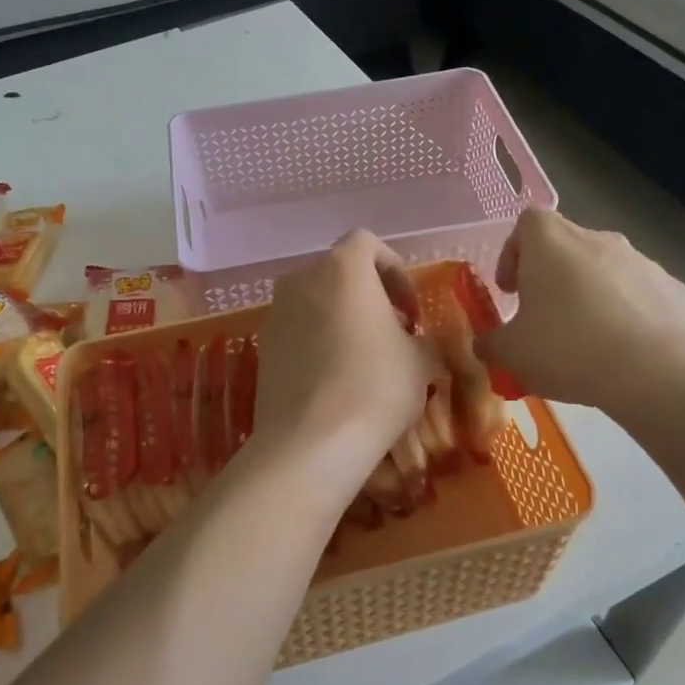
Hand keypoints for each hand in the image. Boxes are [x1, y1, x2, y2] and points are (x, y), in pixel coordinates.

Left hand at [253, 231, 436, 470]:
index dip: (394, 270)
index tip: (409, 310)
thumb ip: (422, 339)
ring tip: (365, 358)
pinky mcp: (262, 347)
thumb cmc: (376, 386)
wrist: (311, 441)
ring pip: (315, 302)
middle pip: (338, 272)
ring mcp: (275, 313)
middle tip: (392, 333)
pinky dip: (317, 341)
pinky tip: (336, 379)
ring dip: (342, 318)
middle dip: (368, 295)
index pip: (367, 243)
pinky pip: (297, 330)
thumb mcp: (421, 361)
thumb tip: (416, 342)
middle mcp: (301, 279)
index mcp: (342, 268)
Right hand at [477, 210, 684, 410]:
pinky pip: (644, 299)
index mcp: (552, 243)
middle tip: (545, 320)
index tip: (511, 290)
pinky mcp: (678, 291)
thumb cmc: (568, 349)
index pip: (527, 224)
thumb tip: (486, 343)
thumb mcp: (512, 354)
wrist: (657, 373)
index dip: (514, 253)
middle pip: (568, 247)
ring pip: (608, 272)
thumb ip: (492, 343)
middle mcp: (599, 240)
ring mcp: (644, 262)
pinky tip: (628, 354)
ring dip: (593, 297)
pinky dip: (631, 317)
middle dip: (554, 279)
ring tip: (589, 343)